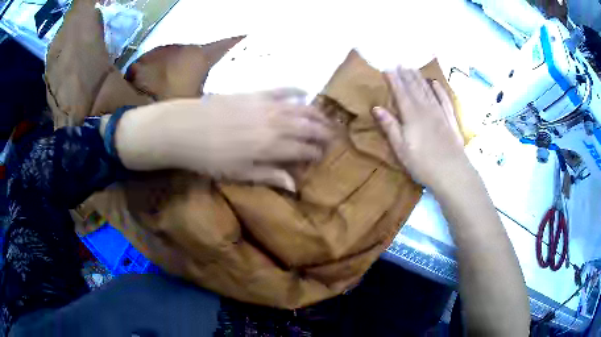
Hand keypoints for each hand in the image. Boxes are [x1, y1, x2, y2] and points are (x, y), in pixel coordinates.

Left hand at [114, 89, 332, 190]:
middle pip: (308, 127)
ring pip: (301, 108)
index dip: (316, 153)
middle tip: (334, 136)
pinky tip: (304, 91)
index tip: (322, 155)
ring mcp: (268, 105)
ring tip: (326, 118)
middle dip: (324, 132)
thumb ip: (269, 176)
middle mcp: (277, 124)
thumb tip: (295, 185)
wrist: (185, 128)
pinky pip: (282, 89)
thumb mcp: (239, 174)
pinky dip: (295, 90)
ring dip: (317, 113)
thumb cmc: (210, 158)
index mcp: (272, 147)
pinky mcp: (256, 93)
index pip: (304, 149)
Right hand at [372, 67, 468, 191]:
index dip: (394, 80)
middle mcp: (426, 109)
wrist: (452, 172)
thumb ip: (390, 126)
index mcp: (411, 115)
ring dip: (420, 78)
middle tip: (400, 64)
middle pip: (415, 88)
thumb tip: (376, 107)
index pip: (400, 92)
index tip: (387, 68)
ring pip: (428, 90)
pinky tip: (435, 83)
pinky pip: (444, 100)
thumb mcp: (400, 148)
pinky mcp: (450, 119)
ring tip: (413, 68)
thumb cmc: (422, 163)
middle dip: (406, 75)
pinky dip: (439, 90)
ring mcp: (440, 113)